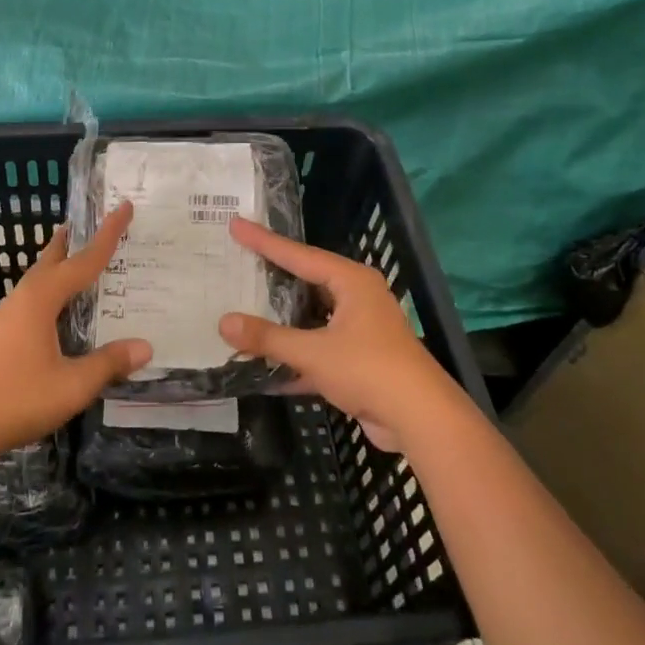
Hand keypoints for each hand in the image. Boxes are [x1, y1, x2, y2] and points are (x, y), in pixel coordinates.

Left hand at [0, 201, 151, 463]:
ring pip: (38, 280)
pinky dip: (50, 291)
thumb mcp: (72, 385)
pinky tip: (55, 312)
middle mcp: (23, 299)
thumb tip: (145, 346)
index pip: (83, 260)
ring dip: (58, 266)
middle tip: (90, 224)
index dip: (108, 235)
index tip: (124, 206)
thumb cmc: (15, 398)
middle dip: (73, 242)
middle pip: (52, 260)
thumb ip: (108, 363)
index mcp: (42, 299)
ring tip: (76, 262)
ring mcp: (6, 317)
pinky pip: (31, 300)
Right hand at [219, 217, 464, 452]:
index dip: (264, 242)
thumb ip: (268, 338)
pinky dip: (295, 356)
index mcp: (351, 282)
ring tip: (243, 310)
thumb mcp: (313, 352)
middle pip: (306, 282)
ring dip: (282, 322)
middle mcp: (357, 298)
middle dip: (273, 278)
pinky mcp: (359, 360)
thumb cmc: (369, 369)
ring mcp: (360, 330)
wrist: (420, 419)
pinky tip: (263, 366)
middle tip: (239, 262)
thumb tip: (224, 322)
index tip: (236, 225)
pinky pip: (318, 349)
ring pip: (311, 318)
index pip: (299, 255)